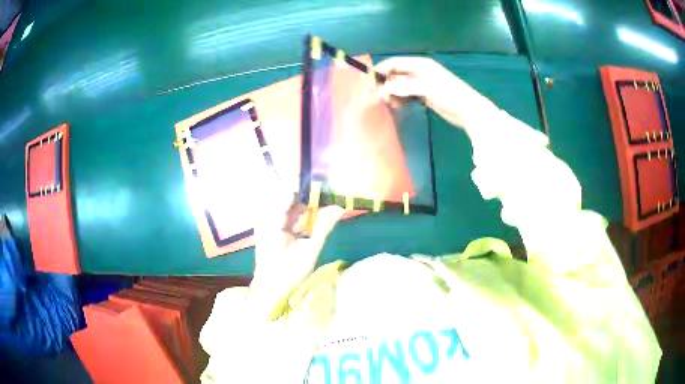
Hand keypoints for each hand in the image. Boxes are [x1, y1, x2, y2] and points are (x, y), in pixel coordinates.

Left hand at [250, 193, 344, 319]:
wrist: (270, 291)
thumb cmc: (287, 273)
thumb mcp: (309, 251)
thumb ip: (323, 227)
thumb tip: (339, 207)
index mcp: (271, 219)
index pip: (287, 191)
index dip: (305, 184)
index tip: (324, 181)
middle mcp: (266, 216)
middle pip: (288, 196)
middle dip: (308, 193)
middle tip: (328, 191)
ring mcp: (267, 222)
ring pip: (288, 204)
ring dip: (305, 203)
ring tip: (324, 199)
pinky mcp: (271, 228)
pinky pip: (287, 214)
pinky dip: (300, 213)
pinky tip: (313, 215)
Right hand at [374, 57, 496, 129]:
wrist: (469, 111)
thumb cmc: (450, 95)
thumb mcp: (427, 89)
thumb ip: (405, 88)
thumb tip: (385, 89)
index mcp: (420, 64)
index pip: (395, 63)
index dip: (381, 70)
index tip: (370, 82)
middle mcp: (419, 72)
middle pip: (396, 74)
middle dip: (386, 84)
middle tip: (382, 98)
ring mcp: (422, 84)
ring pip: (400, 86)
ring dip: (393, 93)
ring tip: (392, 104)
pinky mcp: (424, 95)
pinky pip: (407, 94)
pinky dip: (401, 99)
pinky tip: (399, 106)